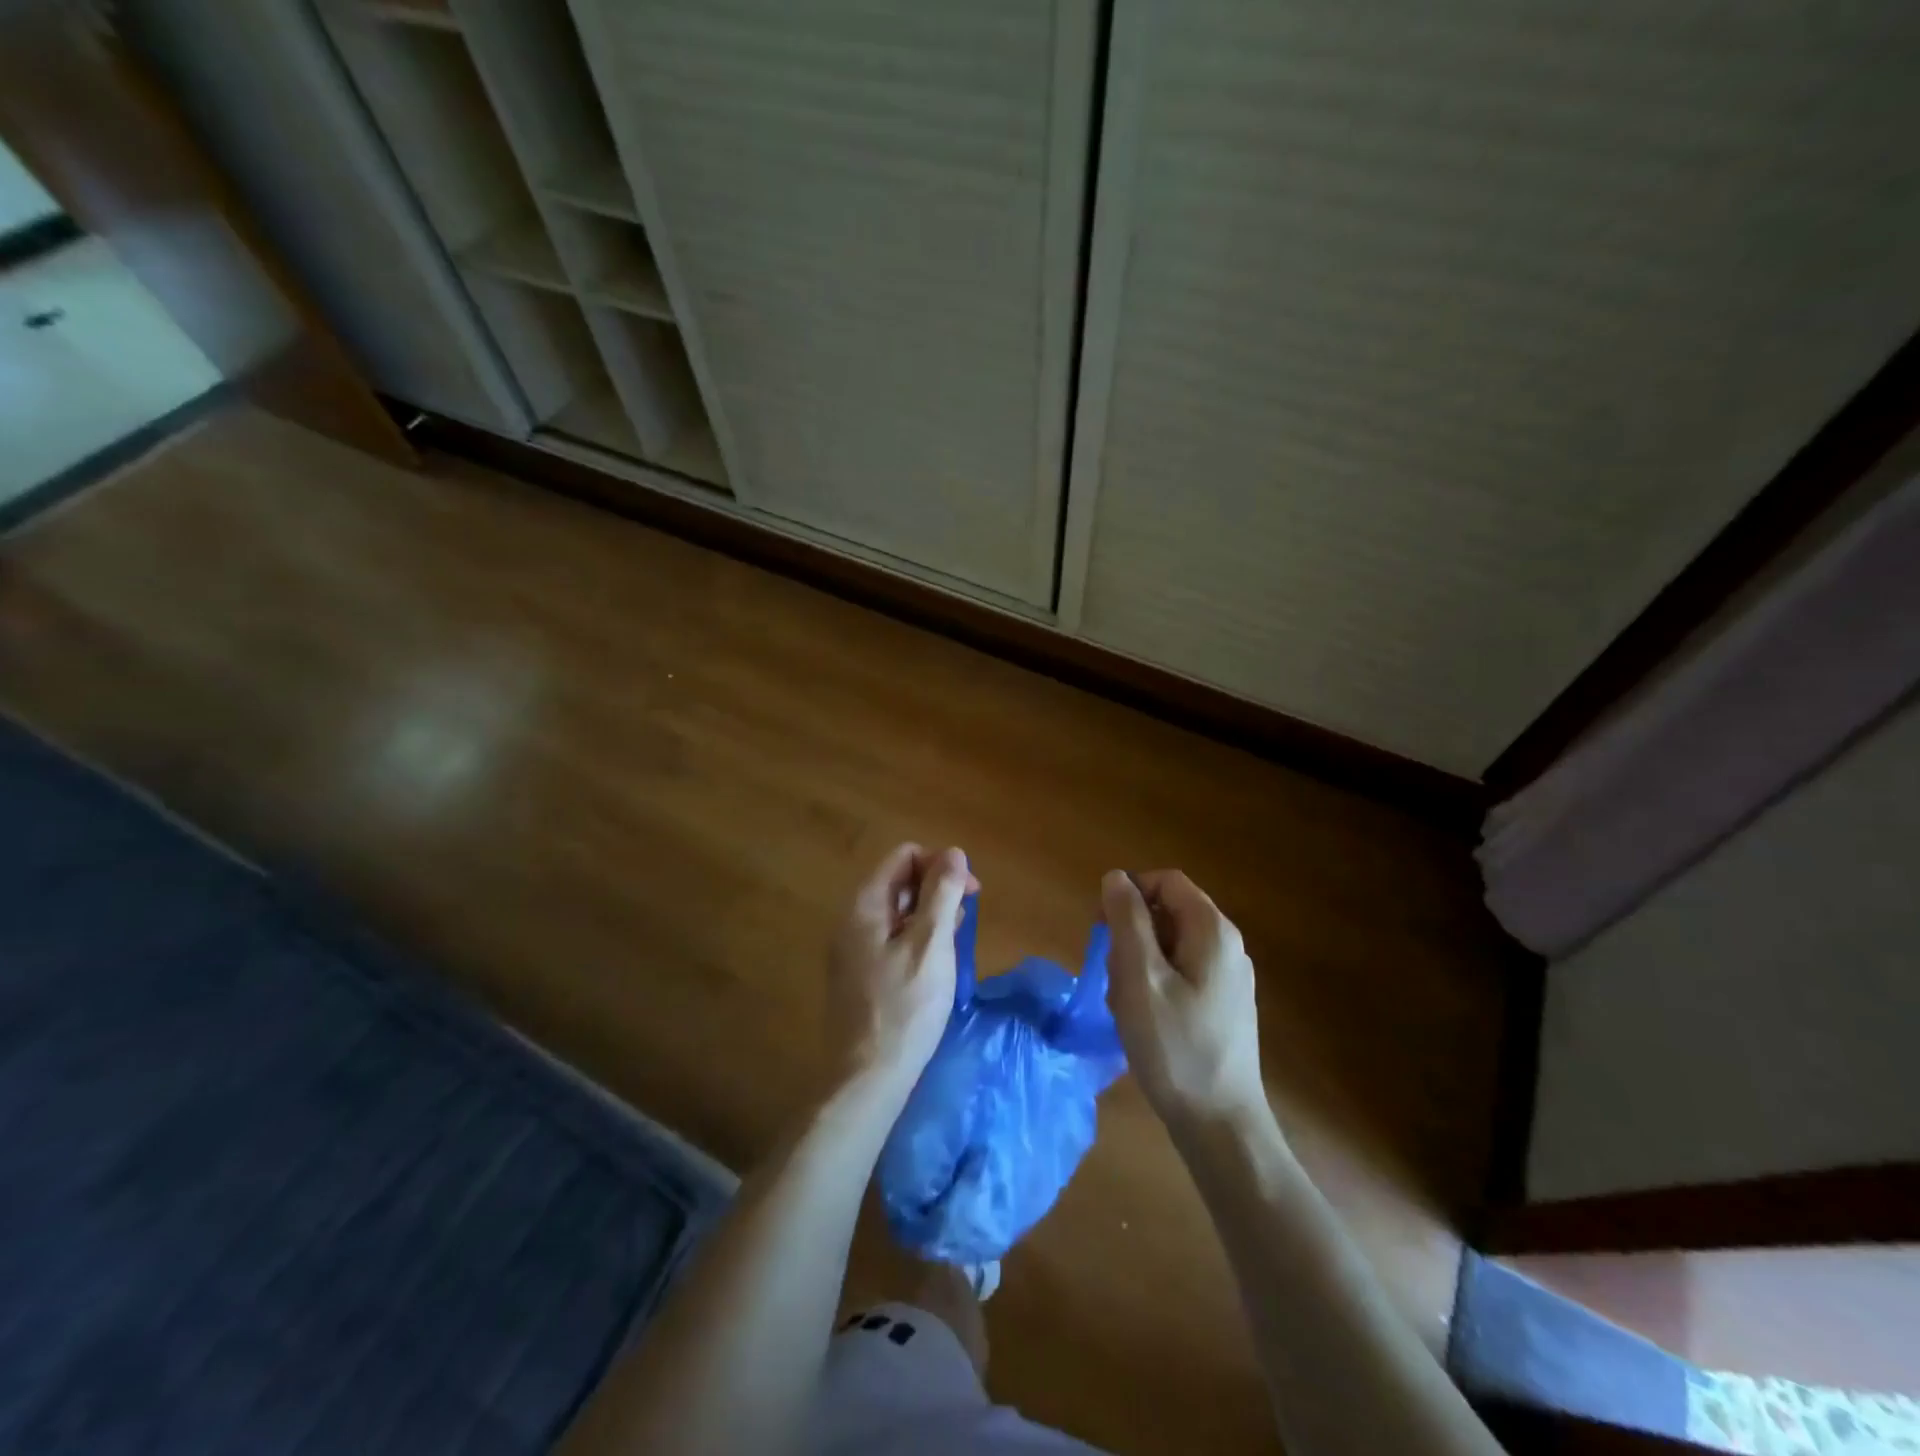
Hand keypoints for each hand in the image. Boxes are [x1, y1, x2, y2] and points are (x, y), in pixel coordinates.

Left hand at [828, 844, 977, 1091]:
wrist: (866, 1078)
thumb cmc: (905, 1007)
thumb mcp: (931, 945)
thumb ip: (942, 894)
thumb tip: (954, 852)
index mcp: (865, 905)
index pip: (905, 856)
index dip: (940, 865)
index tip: (969, 893)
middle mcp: (852, 919)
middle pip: (899, 881)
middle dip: (937, 890)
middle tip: (966, 920)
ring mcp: (852, 949)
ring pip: (898, 912)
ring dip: (930, 916)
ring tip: (955, 943)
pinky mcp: (858, 975)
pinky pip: (891, 939)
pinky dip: (917, 939)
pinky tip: (935, 964)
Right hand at [1102, 869, 1266, 1133]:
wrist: (1221, 1125)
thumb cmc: (1174, 1046)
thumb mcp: (1139, 977)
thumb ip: (1126, 920)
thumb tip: (1116, 877)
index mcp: (1212, 931)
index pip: (1166, 880)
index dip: (1129, 892)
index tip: (1101, 927)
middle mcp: (1228, 946)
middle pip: (1168, 912)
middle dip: (1131, 934)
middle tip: (1112, 974)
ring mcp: (1229, 978)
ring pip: (1170, 946)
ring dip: (1138, 963)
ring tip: (1125, 1004)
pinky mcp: (1224, 1005)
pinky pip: (1181, 974)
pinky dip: (1155, 984)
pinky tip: (1143, 1020)